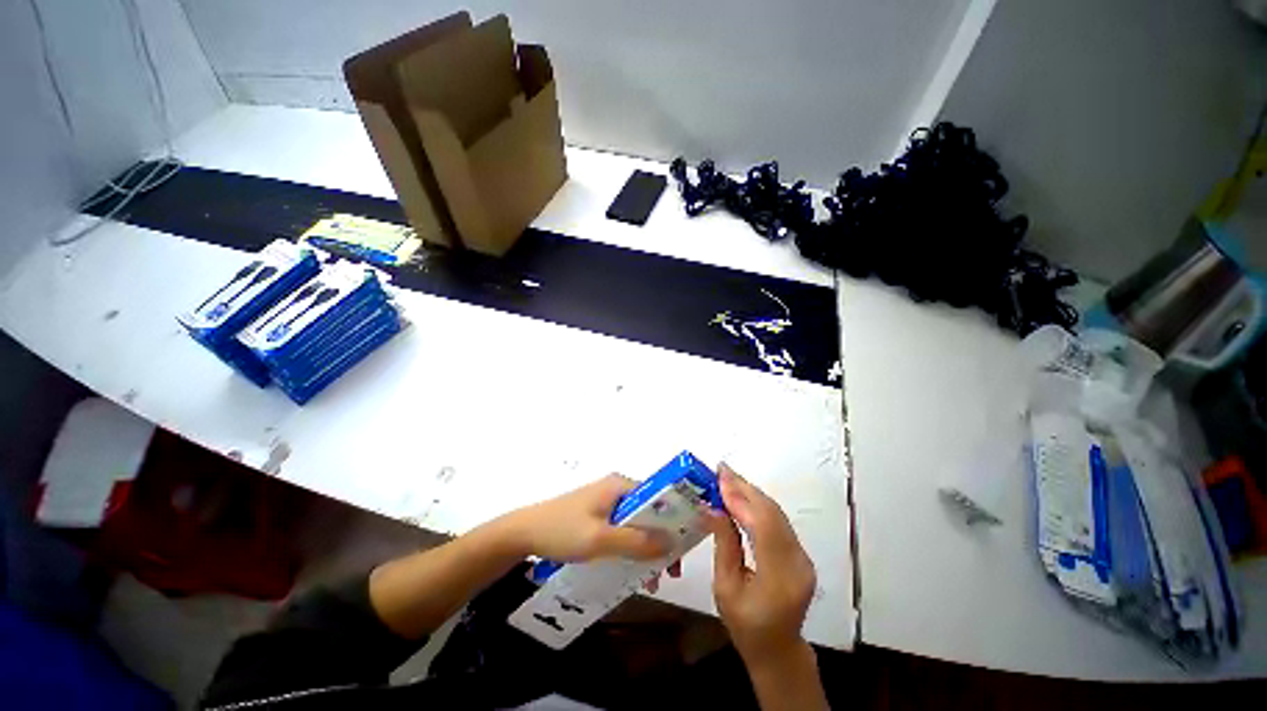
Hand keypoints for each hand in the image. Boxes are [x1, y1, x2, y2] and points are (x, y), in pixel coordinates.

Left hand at [504, 474, 671, 562]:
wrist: (523, 534)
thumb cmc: (563, 530)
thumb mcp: (600, 539)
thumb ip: (636, 541)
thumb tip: (671, 542)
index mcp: (620, 485)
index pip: (658, 497)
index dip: (673, 520)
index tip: (681, 549)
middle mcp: (616, 489)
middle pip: (649, 512)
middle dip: (660, 541)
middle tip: (668, 571)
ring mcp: (606, 502)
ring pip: (636, 524)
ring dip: (645, 549)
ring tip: (650, 580)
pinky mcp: (596, 515)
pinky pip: (622, 530)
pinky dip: (630, 548)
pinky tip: (630, 571)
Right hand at [708, 463, 816, 668]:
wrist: (778, 650)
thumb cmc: (745, 626)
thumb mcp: (725, 588)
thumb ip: (724, 545)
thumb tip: (713, 507)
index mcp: (779, 579)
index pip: (762, 526)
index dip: (741, 498)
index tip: (720, 477)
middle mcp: (798, 563)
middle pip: (772, 514)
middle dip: (745, 488)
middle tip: (722, 469)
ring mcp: (803, 557)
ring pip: (776, 513)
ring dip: (751, 493)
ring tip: (728, 477)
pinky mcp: (800, 553)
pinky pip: (778, 521)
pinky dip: (758, 504)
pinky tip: (742, 495)